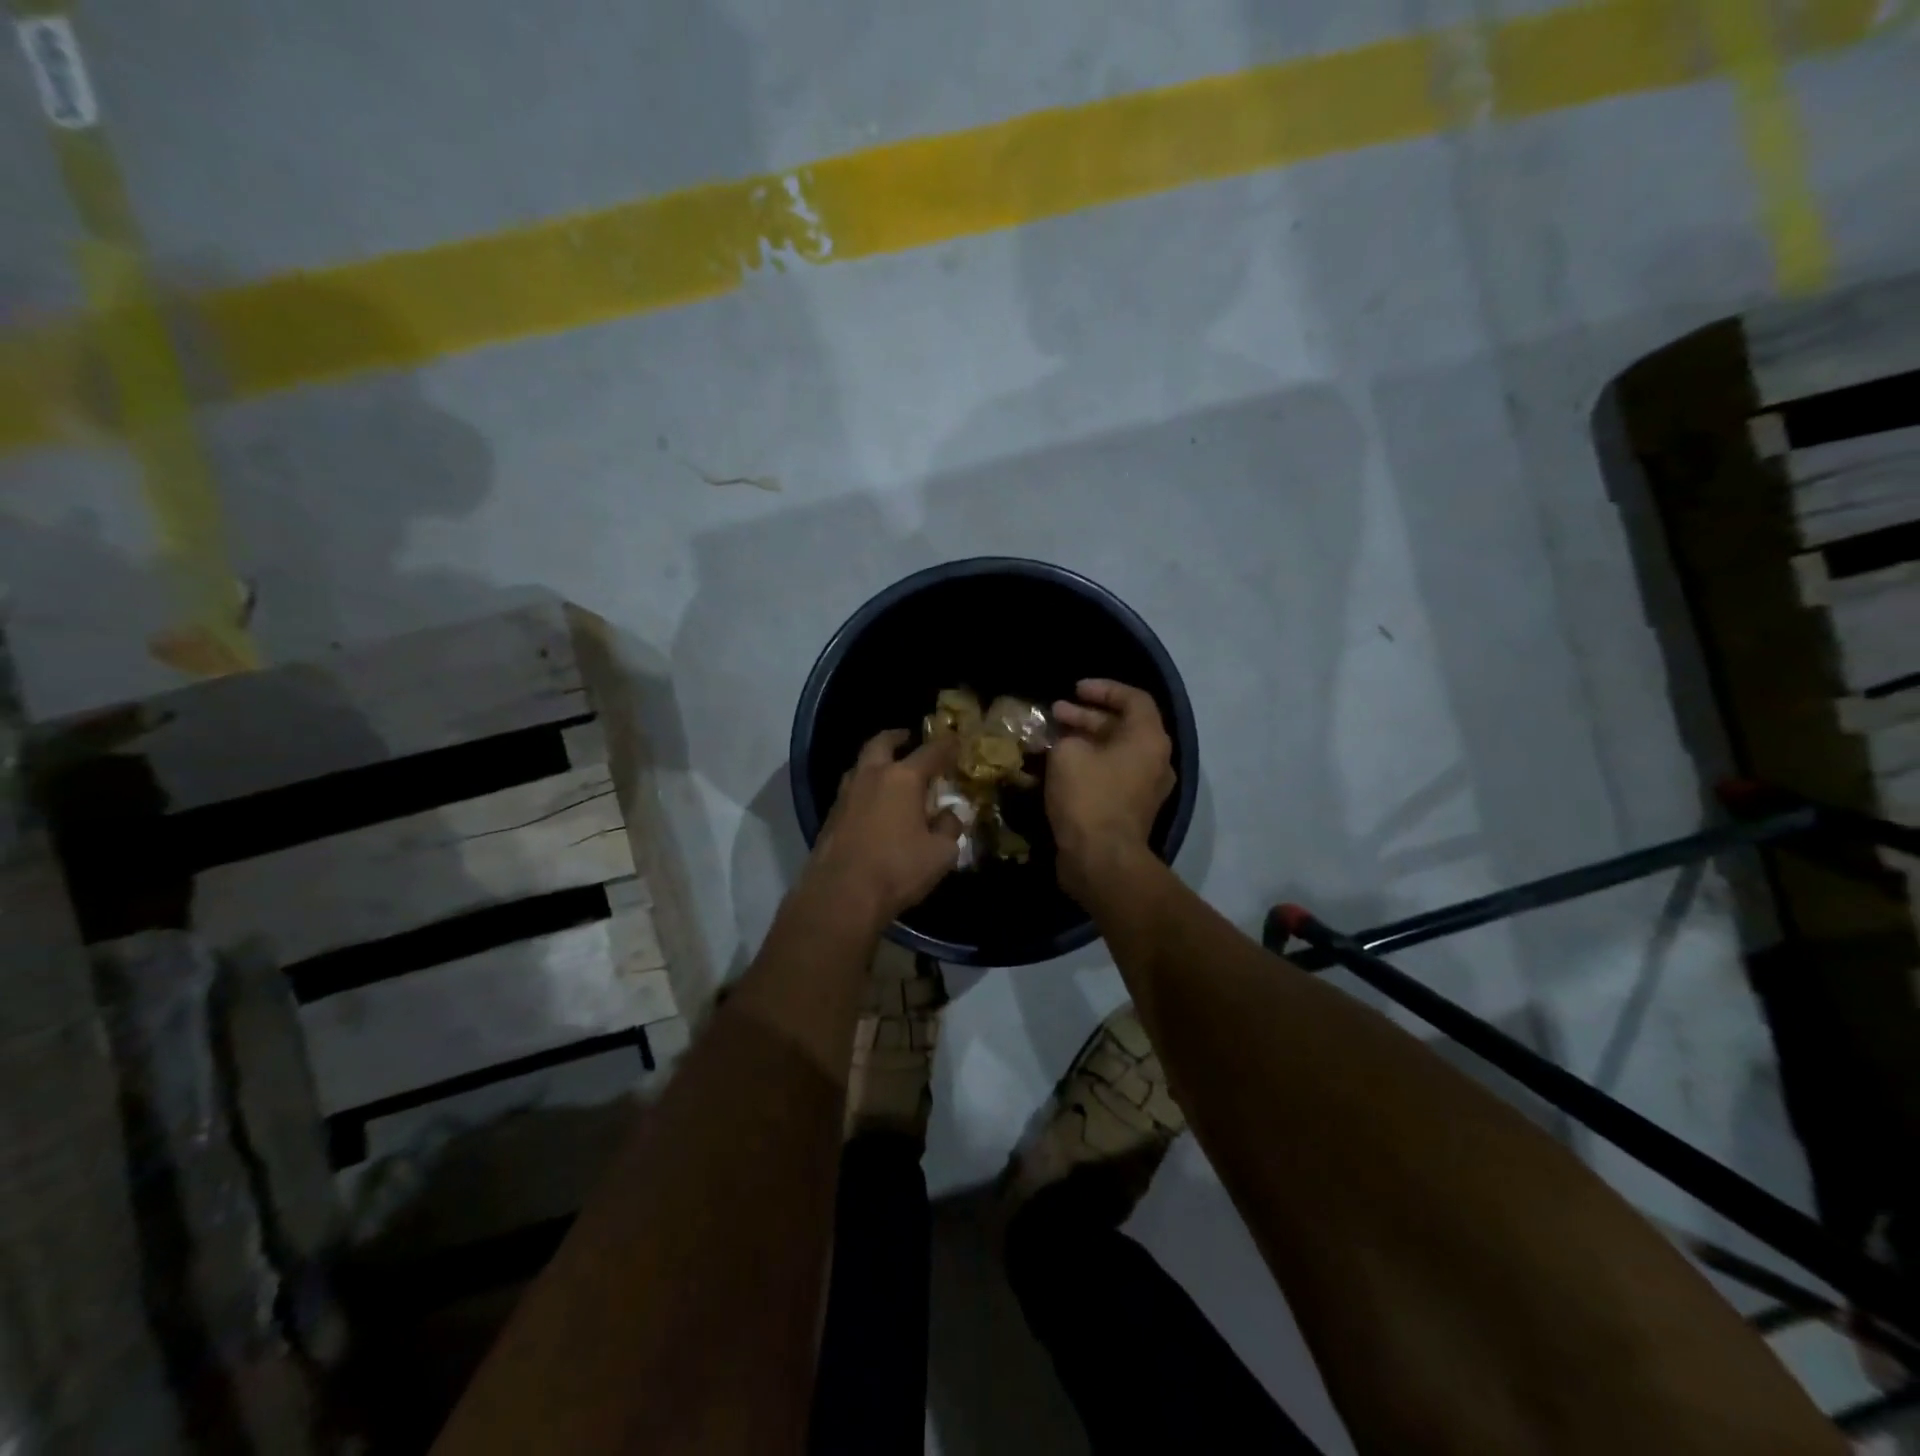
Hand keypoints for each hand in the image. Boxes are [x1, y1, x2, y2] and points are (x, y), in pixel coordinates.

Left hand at [802, 729, 963, 931]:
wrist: (840, 895)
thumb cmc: (897, 869)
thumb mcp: (940, 853)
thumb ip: (949, 828)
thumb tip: (948, 816)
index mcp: (902, 778)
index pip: (930, 752)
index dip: (947, 745)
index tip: (956, 741)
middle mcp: (871, 776)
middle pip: (882, 743)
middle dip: (898, 738)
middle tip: (909, 738)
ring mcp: (845, 794)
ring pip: (861, 765)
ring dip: (877, 761)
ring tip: (890, 771)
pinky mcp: (830, 816)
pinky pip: (851, 790)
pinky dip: (866, 787)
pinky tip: (874, 804)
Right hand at [1047, 679, 1174, 898]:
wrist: (1101, 859)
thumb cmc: (1088, 797)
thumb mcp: (1067, 754)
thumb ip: (1066, 737)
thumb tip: (1065, 741)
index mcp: (1149, 739)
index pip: (1134, 698)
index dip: (1103, 689)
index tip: (1075, 690)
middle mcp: (1155, 760)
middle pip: (1124, 726)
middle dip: (1087, 716)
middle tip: (1056, 713)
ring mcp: (1146, 788)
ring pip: (1116, 752)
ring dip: (1086, 741)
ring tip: (1053, 738)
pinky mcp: (1131, 810)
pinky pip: (1112, 775)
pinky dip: (1090, 765)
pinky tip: (1061, 766)